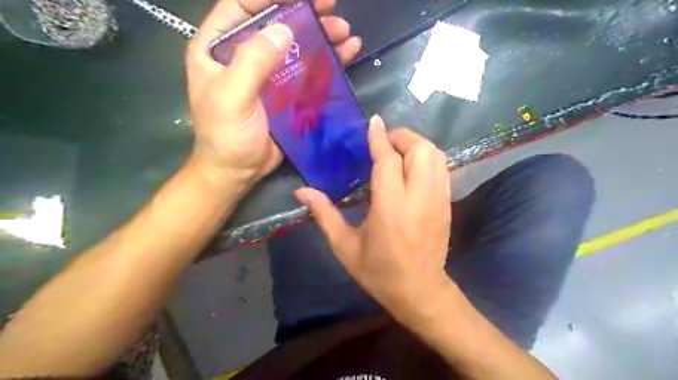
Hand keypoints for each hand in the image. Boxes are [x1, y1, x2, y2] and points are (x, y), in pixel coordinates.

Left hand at [188, 1, 361, 183]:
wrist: (238, 171)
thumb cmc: (226, 136)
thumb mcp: (232, 97)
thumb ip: (253, 62)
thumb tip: (282, 30)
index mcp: (217, 49)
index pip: (241, 7)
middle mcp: (242, 55)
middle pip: (274, 22)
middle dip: (303, 11)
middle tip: (331, 6)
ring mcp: (267, 74)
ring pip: (294, 45)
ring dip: (320, 36)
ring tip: (344, 33)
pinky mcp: (285, 93)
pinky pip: (306, 70)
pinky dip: (326, 61)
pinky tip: (346, 54)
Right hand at [297, 116, 451, 322]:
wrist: (420, 292)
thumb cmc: (379, 272)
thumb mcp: (345, 246)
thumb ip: (324, 214)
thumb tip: (301, 191)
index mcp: (390, 208)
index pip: (388, 160)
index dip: (379, 138)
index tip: (373, 121)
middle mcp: (418, 198)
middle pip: (420, 150)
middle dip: (402, 137)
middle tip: (383, 143)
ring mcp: (438, 200)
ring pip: (436, 156)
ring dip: (416, 145)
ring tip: (397, 152)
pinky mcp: (447, 204)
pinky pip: (442, 169)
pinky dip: (428, 158)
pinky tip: (412, 167)